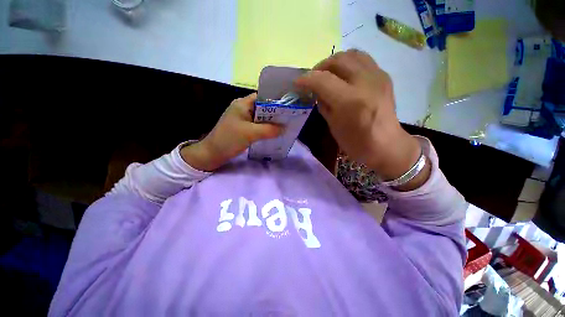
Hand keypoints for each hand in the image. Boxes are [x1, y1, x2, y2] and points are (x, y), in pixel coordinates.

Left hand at [181, 93, 282, 170]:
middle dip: (276, 113)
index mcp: (242, 103)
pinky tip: (274, 133)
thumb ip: (269, 130)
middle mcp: (243, 108)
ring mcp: (243, 119)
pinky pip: (258, 126)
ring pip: (261, 118)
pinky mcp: (243, 128)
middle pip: (263, 107)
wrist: (212, 154)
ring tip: (285, 126)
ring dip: (271, 122)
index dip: (276, 101)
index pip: (263, 97)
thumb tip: (285, 128)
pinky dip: (266, 129)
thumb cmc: (229, 139)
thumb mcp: (250, 133)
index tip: (289, 107)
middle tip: (289, 118)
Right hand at [295, 49, 427, 188]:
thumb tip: (316, 92)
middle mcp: (366, 83)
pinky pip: (363, 60)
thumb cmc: (356, 143)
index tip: (297, 82)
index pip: (323, 80)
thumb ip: (323, 105)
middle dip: (320, 66)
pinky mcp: (384, 76)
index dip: (307, 79)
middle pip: (338, 60)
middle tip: (313, 78)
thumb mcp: (333, 126)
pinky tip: (344, 75)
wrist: (387, 145)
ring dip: (334, 61)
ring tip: (327, 73)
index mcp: (350, 101)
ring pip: (352, 54)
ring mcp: (378, 76)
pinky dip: (348, 63)